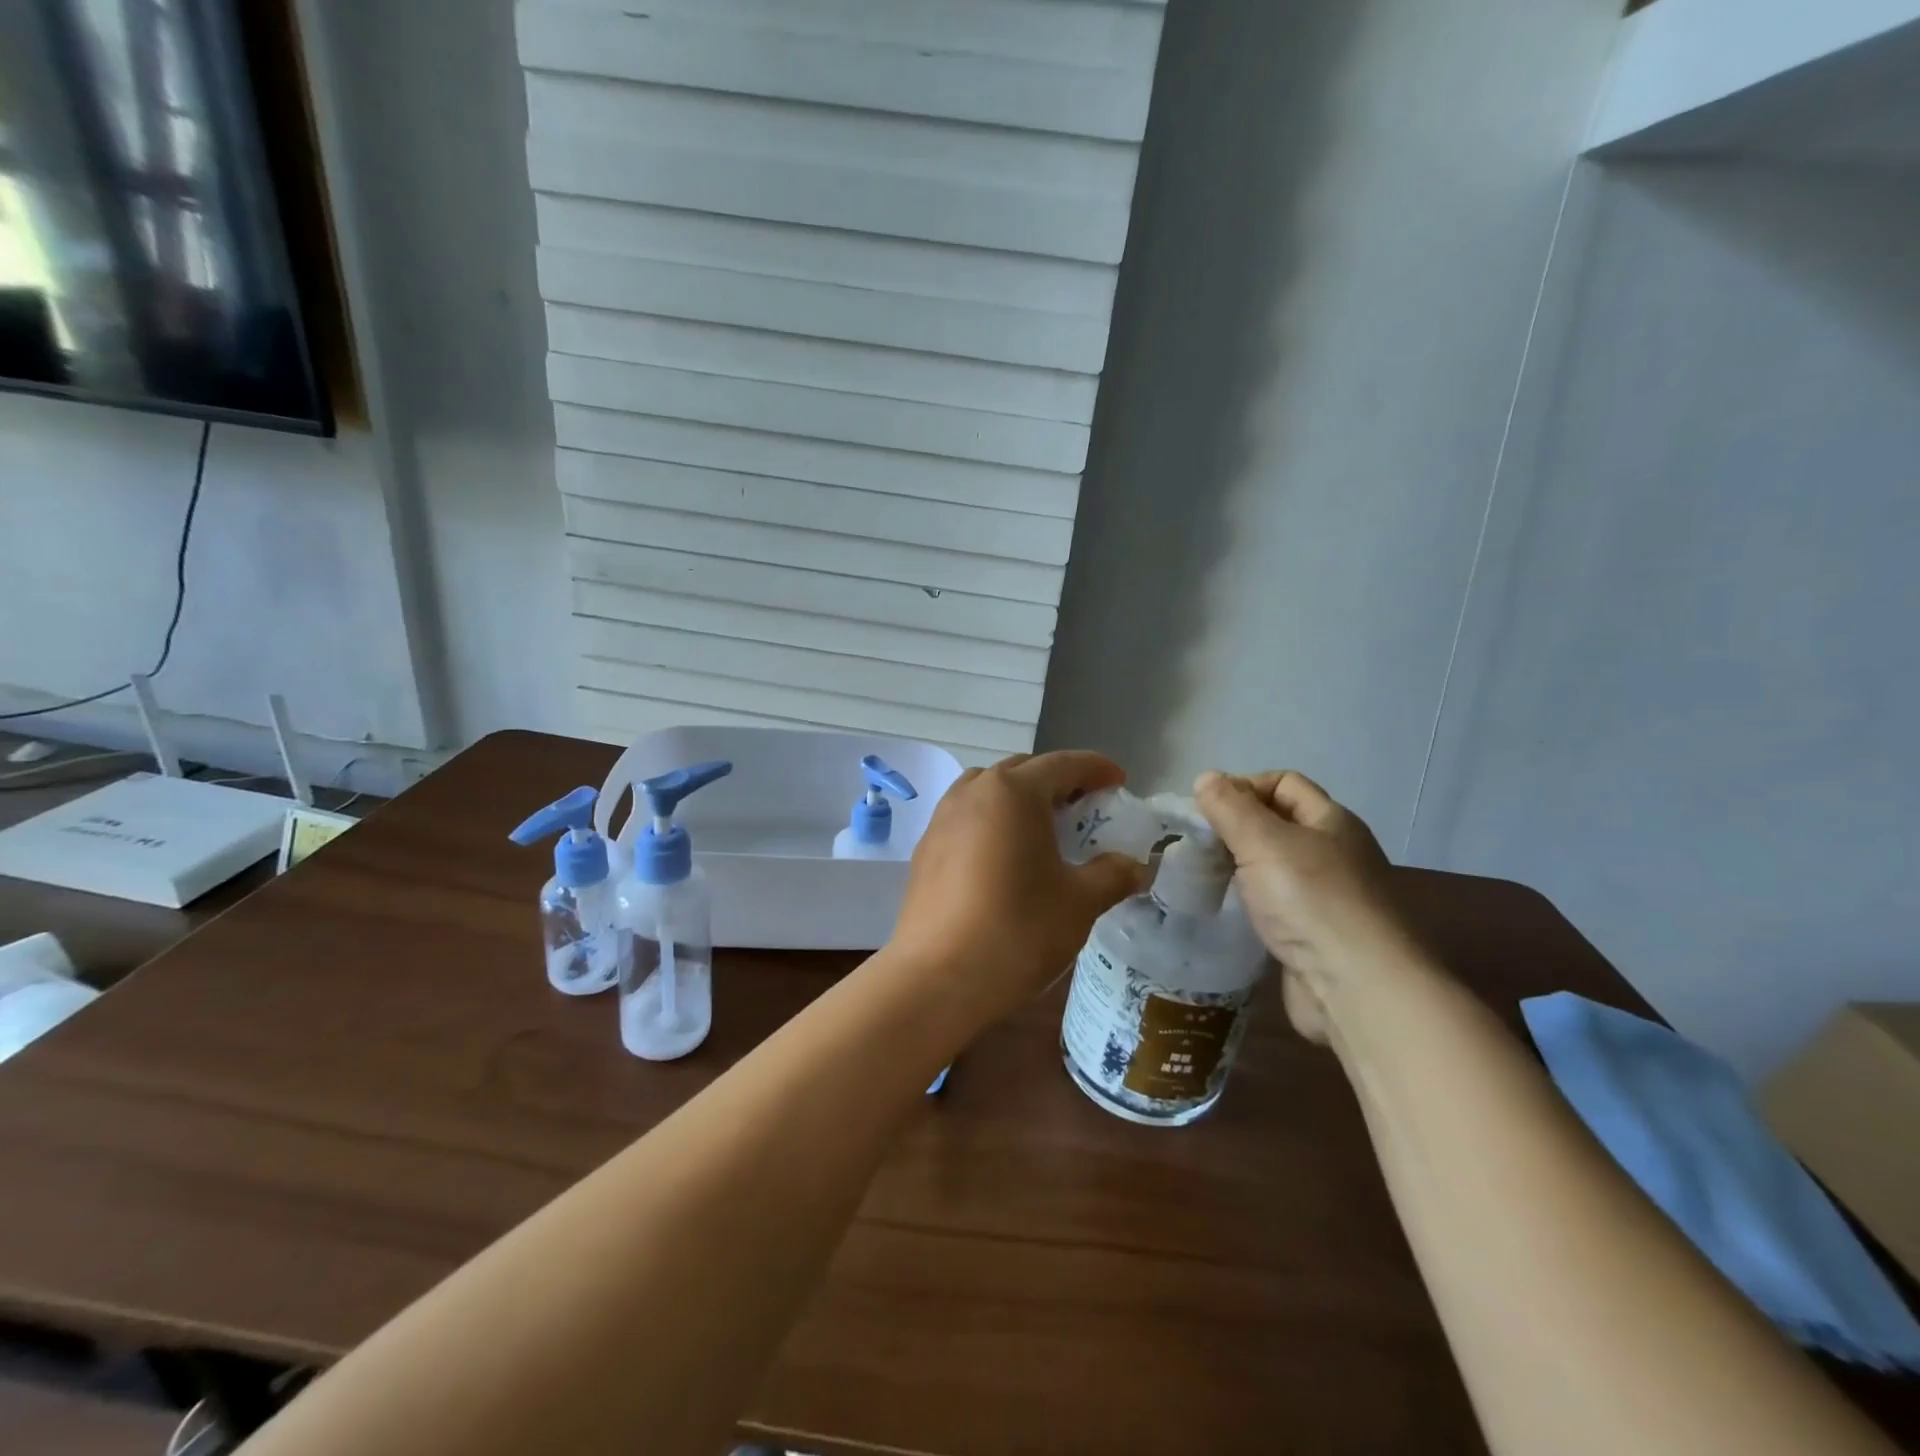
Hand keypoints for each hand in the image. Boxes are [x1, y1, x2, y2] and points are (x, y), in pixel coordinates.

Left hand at [889, 752, 1151, 1031]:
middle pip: (1023, 771)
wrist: (937, 977)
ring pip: (989, 791)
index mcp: (1014, 791)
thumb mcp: (1080, 902)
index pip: (1063, 764)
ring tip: (1043, 829)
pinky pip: (967, 817)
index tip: (1119, 783)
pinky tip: (1005, 857)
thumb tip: (1135, 866)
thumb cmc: (1017, 930)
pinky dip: (993, 822)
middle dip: (1058, 782)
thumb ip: (1113, 875)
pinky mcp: (926, 847)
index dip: (1096, 769)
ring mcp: (943, 818)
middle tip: (1085, 808)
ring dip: (1020, 799)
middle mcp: (974, 792)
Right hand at [1194, 770, 1422, 1041]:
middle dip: (1236, 828)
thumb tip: (1206, 778)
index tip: (1206, 811)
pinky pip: (1275, 903)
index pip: (1283, 782)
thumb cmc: (1310, 900)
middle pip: (1278, 823)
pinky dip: (1250, 901)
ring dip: (1239, 867)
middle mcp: (1334, 852)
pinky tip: (1228, 910)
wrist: (1357, 988)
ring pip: (1274, 865)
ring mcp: (1327, 896)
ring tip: (1204, 876)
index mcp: (1331, 821)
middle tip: (1198, 845)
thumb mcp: (1263, 841)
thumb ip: (1230, 807)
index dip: (1244, 786)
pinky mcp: (1315, 934)